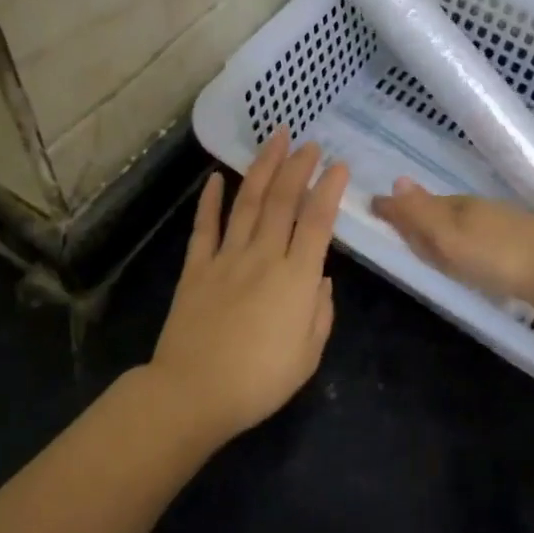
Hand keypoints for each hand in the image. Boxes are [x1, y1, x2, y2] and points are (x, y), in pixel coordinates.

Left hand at [149, 128, 349, 440]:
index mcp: (296, 278)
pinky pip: (205, 227)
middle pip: (283, 201)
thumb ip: (320, 312)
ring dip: (262, 168)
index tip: (339, 166)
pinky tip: (215, 178)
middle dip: (298, 167)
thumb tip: (320, 279)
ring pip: (247, 203)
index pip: (318, 222)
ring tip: (274, 140)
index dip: (330, 190)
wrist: (194, 393)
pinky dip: (210, 201)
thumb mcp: (308, 355)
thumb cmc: (260, 381)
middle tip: (309, 143)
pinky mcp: (196, 268)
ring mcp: (227, 258)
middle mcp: (264, 257)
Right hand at [370, 177, 533, 316]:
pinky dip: (468, 249)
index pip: (421, 203)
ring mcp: (507, 231)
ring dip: (445, 233)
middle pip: (443, 212)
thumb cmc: (502, 257)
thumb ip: (421, 215)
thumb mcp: (451, 238)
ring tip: (430, 243)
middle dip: (420, 216)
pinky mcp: (525, 253)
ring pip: (465, 228)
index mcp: (461, 207)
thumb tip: (394, 181)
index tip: (376, 210)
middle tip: (398, 222)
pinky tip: (472, 260)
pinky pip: (483, 245)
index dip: (399, 208)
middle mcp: (482, 213)